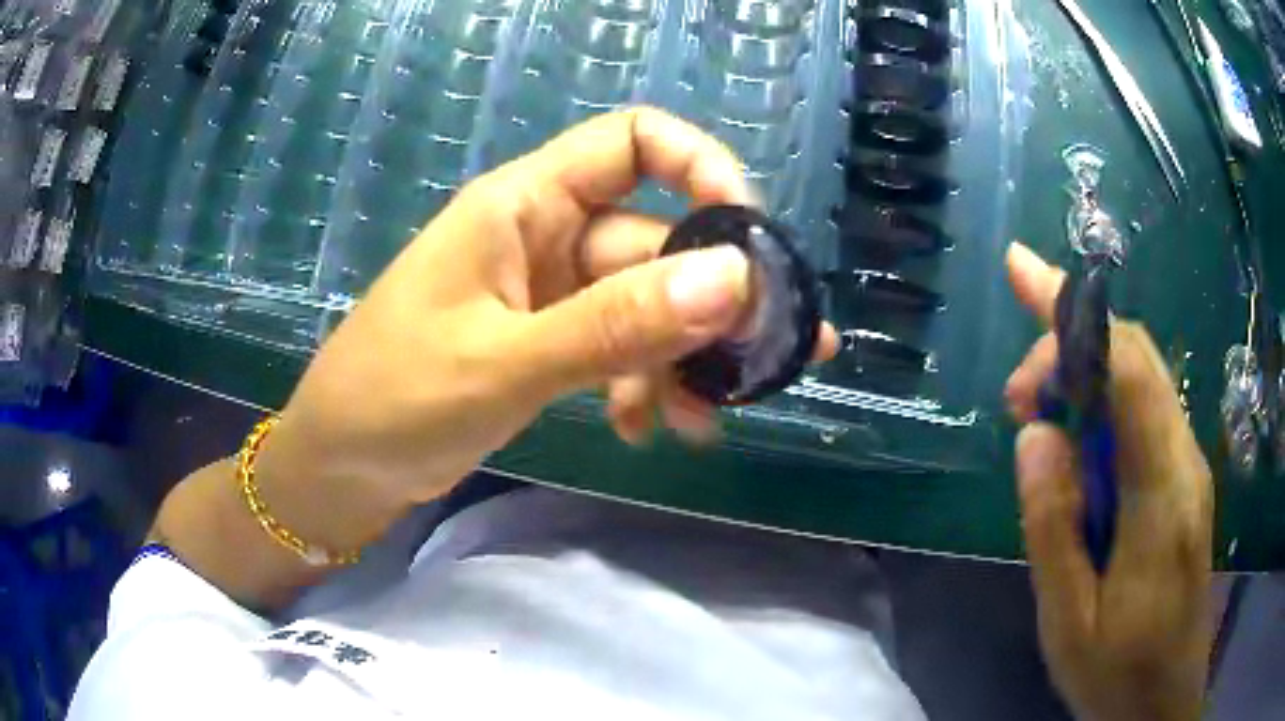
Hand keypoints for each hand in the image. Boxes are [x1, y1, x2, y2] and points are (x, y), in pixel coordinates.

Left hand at [265, 107, 836, 509]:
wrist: (339, 466)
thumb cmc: (393, 399)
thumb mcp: (503, 362)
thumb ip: (615, 323)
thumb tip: (733, 280)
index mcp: (523, 204)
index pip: (633, 141)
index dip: (701, 168)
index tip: (748, 236)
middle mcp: (544, 235)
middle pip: (656, 239)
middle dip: (712, 299)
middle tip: (764, 360)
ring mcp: (548, 294)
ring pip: (646, 304)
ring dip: (682, 358)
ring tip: (704, 421)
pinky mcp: (547, 345)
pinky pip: (620, 349)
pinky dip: (642, 386)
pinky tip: (646, 432)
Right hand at [1003, 243, 1212, 720]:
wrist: (1162, 700)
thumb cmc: (1117, 673)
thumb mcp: (1068, 622)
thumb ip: (1054, 529)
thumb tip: (1034, 435)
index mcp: (1162, 495)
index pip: (1130, 370)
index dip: (1078, 316)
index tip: (1023, 281)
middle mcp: (1184, 460)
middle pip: (1138, 358)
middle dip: (1073, 342)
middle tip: (1015, 395)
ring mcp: (1188, 467)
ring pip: (1142, 382)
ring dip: (1086, 378)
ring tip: (1036, 418)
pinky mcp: (1184, 481)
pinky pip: (1146, 416)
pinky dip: (1105, 407)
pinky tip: (1076, 448)